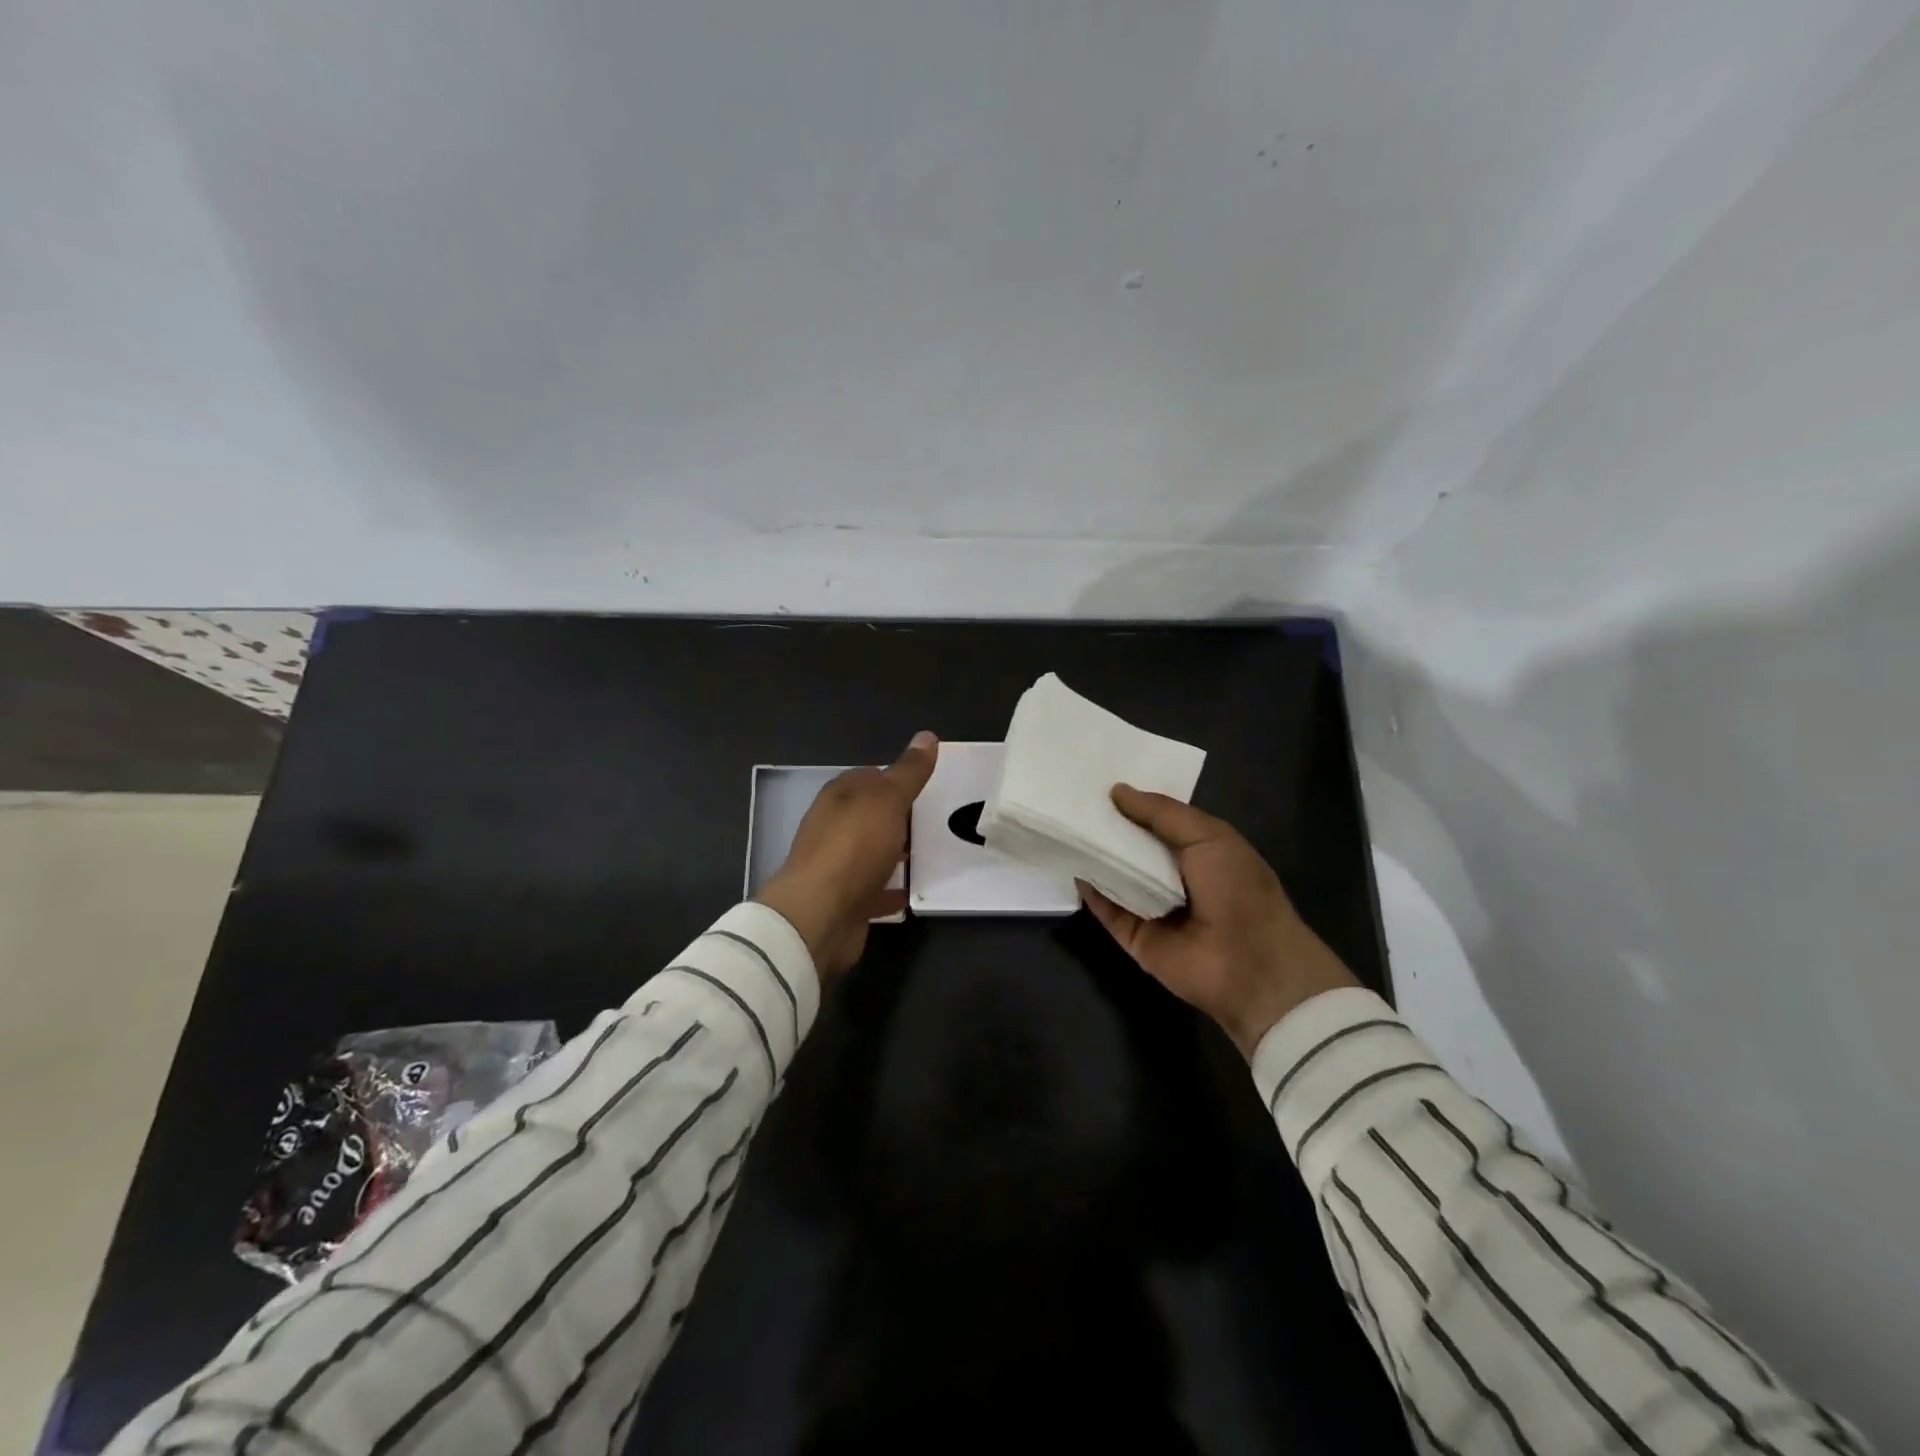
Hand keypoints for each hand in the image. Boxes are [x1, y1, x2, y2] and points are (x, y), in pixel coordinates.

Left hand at [756, 732, 937, 980]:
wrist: (820, 915)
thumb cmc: (853, 848)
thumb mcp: (888, 800)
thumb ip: (908, 772)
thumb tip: (927, 735)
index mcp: (839, 797)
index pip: (870, 777)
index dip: (898, 778)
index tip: (930, 786)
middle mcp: (833, 827)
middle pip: (872, 816)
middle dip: (901, 817)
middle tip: (940, 821)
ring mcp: (838, 866)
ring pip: (873, 852)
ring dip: (898, 853)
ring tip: (935, 853)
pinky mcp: (845, 899)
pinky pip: (875, 889)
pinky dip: (893, 889)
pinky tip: (917, 890)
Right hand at [1079, 785, 1358, 1057]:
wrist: (1250, 966)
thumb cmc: (1238, 890)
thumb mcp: (1209, 836)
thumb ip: (1162, 812)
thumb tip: (1117, 791)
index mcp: (1200, 849)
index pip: (1159, 819)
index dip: (1133, 800)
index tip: (1099, 777)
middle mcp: (1173, 876)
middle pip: (1132, 845)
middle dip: (1107, 824)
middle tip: (1070, 796)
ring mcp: (1151, 906)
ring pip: (1115, 874)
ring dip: (1094, 853)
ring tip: (1062, 822)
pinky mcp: (1133, 935)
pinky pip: (1106, 908)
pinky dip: (1089, 889)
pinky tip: (1070, 864)